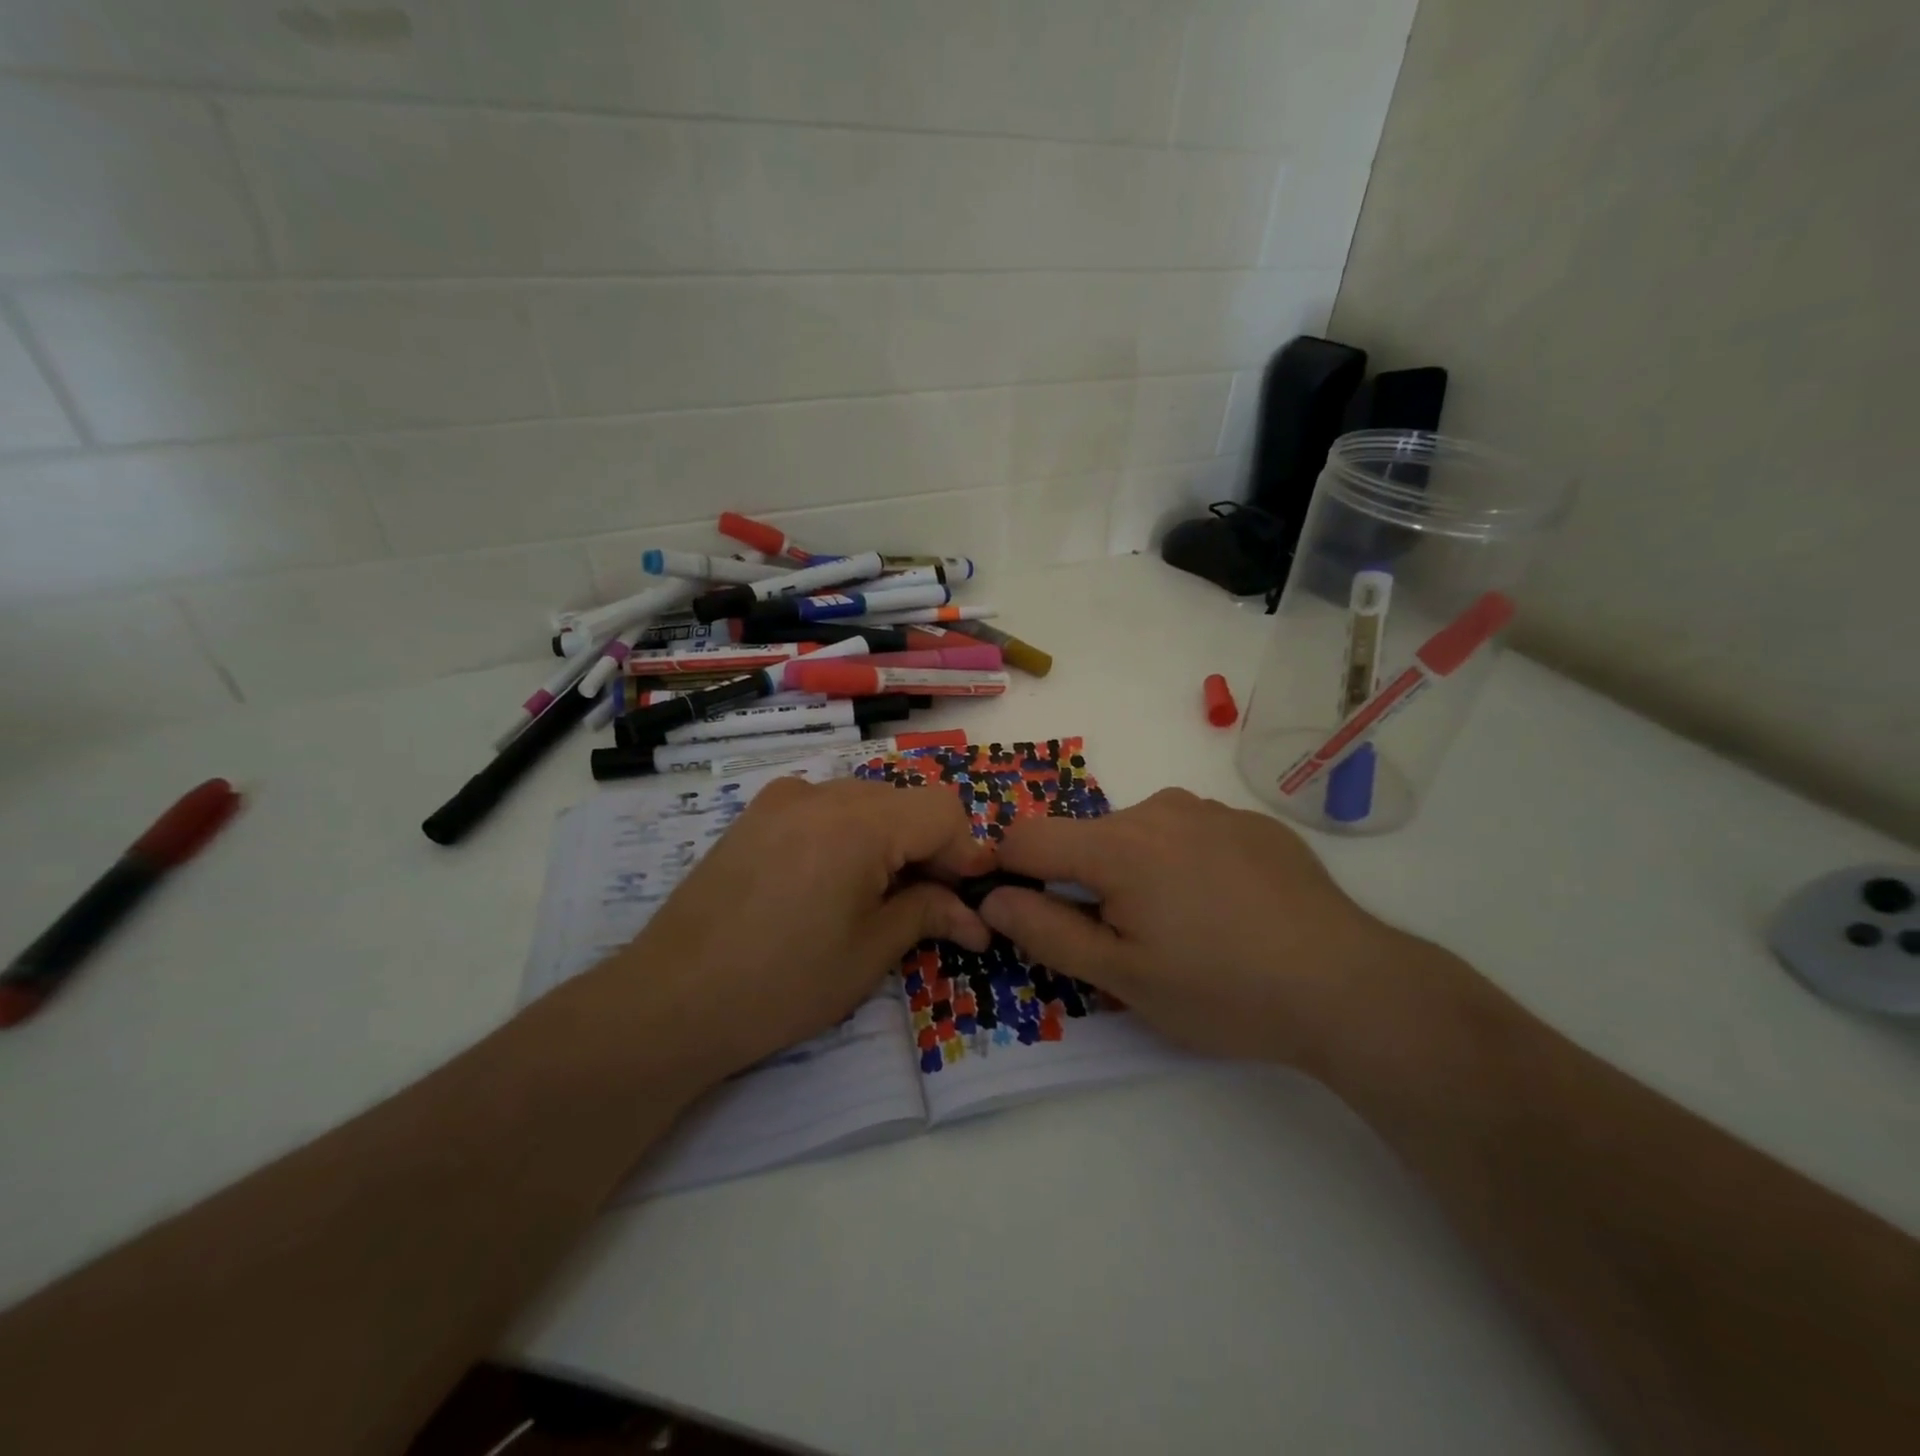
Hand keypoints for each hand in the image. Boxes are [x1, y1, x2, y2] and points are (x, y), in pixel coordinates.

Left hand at [575, 777, 993, 1090]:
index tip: (972, 897)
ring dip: (890, 840)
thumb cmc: (782, 983)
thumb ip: (928, 914)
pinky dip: (849, 835)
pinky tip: (833, 882)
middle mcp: (822, 793)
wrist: (669, 1000)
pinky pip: (824, 809)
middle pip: (904, 802)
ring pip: (865, 802)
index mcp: (858, 821)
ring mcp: (782, 799)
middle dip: (931, 848)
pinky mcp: (755, 815)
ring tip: (881, 897)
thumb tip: (977, 916)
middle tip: (933, 905)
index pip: (943, 810)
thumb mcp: (869, 952)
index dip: (967, 851)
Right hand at [977, 788, 1415, 1066]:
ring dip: (1136, 871)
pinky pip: (1190, 833)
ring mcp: (1210, 809)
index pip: (1028, 837)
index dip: (1010, 870)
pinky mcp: (1251, 822)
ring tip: (1184, 927)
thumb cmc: (1222, 989)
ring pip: (1139, 834)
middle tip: (1128, 942)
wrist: (1348, 987)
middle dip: (1085, 882)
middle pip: (1087, 838)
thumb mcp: (1122, 977)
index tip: (1029, 910)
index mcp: (1117, 844)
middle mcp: (1158, 809)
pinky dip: (1185, 863)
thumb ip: (1046, 931)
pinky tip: (1228, 909)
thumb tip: (993, 896)